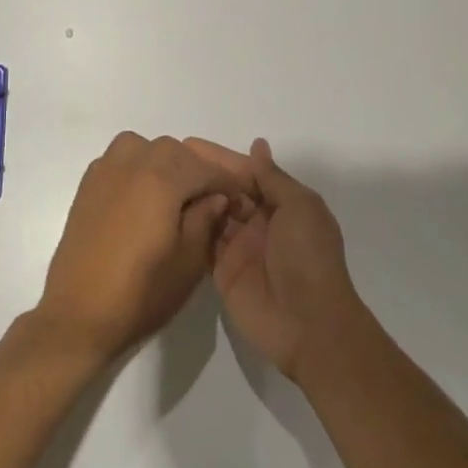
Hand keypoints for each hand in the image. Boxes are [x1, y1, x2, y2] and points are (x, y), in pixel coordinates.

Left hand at [35, 133, 249, 362]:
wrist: (79, 314)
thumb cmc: (141, 293)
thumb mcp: (189, 261)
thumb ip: (207, 219)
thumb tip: (216, 196)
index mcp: (161, 178)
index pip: (206, 168)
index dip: (229, 183)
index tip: (242, 199)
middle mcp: (133, 162)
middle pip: (176, 151)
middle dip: (199, 169)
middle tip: (213, 198)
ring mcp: (106, 170)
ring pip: (146, 147)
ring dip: (167, 162)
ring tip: (178, 192)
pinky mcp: (88, 184)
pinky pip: (122, 158)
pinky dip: (140, 165)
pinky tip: (146, 195)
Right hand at [185, 138, 364, 380]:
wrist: (309, 324)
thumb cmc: (308, 256)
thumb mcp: (299, 206)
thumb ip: (272, 177)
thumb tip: (258, 145)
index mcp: (282, 203)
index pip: (246, 172)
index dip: (219, 158)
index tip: (186, 143)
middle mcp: (259, 221)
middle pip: (226, 191)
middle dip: (201, 175)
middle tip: (164, 159)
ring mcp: (239, 247)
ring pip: (212, 214)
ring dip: (192, 198)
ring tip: (158, 180)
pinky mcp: (222, 271)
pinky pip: (203, 243)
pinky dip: (188, 227)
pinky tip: (165, 211)